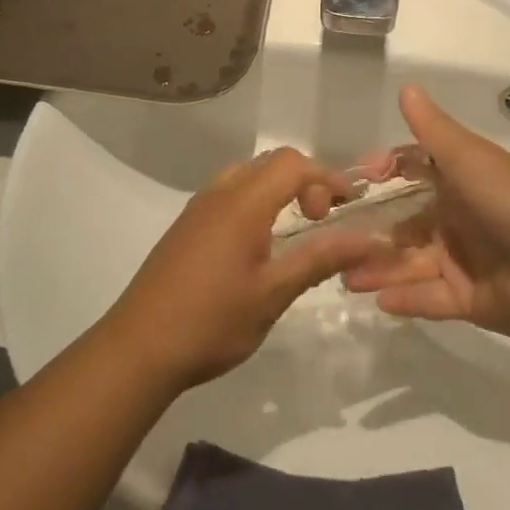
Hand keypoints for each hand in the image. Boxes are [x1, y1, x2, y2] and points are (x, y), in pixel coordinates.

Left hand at [102, 148, 385, 389]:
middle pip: (270, 162)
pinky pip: (228, 193)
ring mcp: (197, 208)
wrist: (139, 348)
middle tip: (322, 220)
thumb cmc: (212, 322)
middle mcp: (218, 194)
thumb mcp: (274, 294)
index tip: (349, 208)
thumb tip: (371, 239)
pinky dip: (255, 201)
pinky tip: (259, 244)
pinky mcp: (186, 226)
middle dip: (305, 180)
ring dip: (278, 189)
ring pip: (247, 175)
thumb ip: (321, 258)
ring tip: (294, 230)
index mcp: (242, 204)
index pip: (293, 164)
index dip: (327, 177)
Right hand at [343, 86, 509, 338]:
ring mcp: (461, 262)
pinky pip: (428, 299)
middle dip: (371, 233)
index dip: (385, 173)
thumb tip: (406, 87)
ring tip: (344, 277)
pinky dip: (405, 299)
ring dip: (378, 269)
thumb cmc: (509, 201)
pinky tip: (377, 301)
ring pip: (410, 264)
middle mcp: (455, 220)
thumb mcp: (467, 158)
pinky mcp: (467, 299)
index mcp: (457, 184)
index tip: (355, 182)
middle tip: (333, 241)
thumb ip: (432, 129)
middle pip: (404, 225)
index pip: (412, 173)